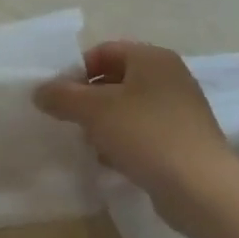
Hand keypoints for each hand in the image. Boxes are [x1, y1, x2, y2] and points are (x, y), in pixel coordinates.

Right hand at [35, 41, 229, 202]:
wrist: (198, 186)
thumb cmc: (145, 134)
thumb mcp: (94, 110)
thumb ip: (62, 96)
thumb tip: (40, 91)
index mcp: (152, 58)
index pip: (104, 51)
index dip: (76, 70)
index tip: (57, 96)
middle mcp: (170, 77)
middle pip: (116, 80)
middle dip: (88, 100)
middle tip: (69, 121)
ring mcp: (179, 110)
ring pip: (128, 108)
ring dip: (103, 124)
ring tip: (89, 144)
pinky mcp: (182, 140)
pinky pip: (143, 132)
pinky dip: (123, 142)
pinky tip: (110, 161)